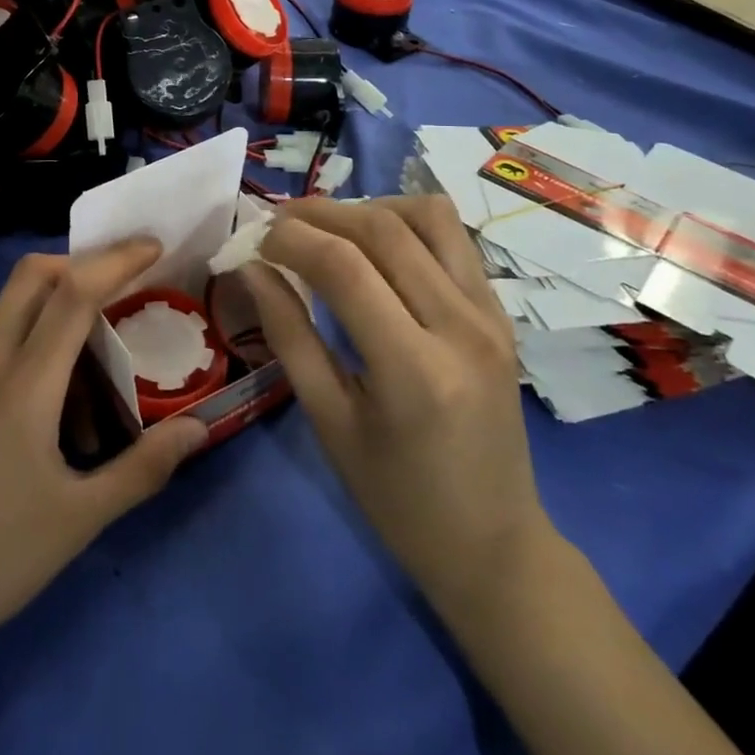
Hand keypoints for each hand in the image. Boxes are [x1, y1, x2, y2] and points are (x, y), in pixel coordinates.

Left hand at [0, 239, 208, 674]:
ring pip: (11, 306)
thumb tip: (198, 427)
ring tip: (99, 361)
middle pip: (31, 277)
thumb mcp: (77, 521)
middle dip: (81, 263)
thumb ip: (143, 468)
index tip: (153, 246)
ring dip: (58, 305)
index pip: (72, 293)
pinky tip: (56, 400)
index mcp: (21, 385)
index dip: (115, 260)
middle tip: (126, 284)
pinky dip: (34, 338)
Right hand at [230, 196, 550, 622]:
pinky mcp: (501, 313)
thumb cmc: (398, 499)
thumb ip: (289, 335)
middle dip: (320, 213)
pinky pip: (453, 239)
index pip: (344, 268)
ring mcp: (491, 315)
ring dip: (369, 208)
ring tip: (330, 231)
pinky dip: (406, 225)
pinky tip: (376, 249)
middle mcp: (462, 327)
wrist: (495, 546)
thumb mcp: (329, 422)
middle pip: (384, 229)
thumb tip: (252, 268)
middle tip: (279, 224)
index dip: (292, 239)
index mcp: (415, 369)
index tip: (256, 241)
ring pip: (427, 216)